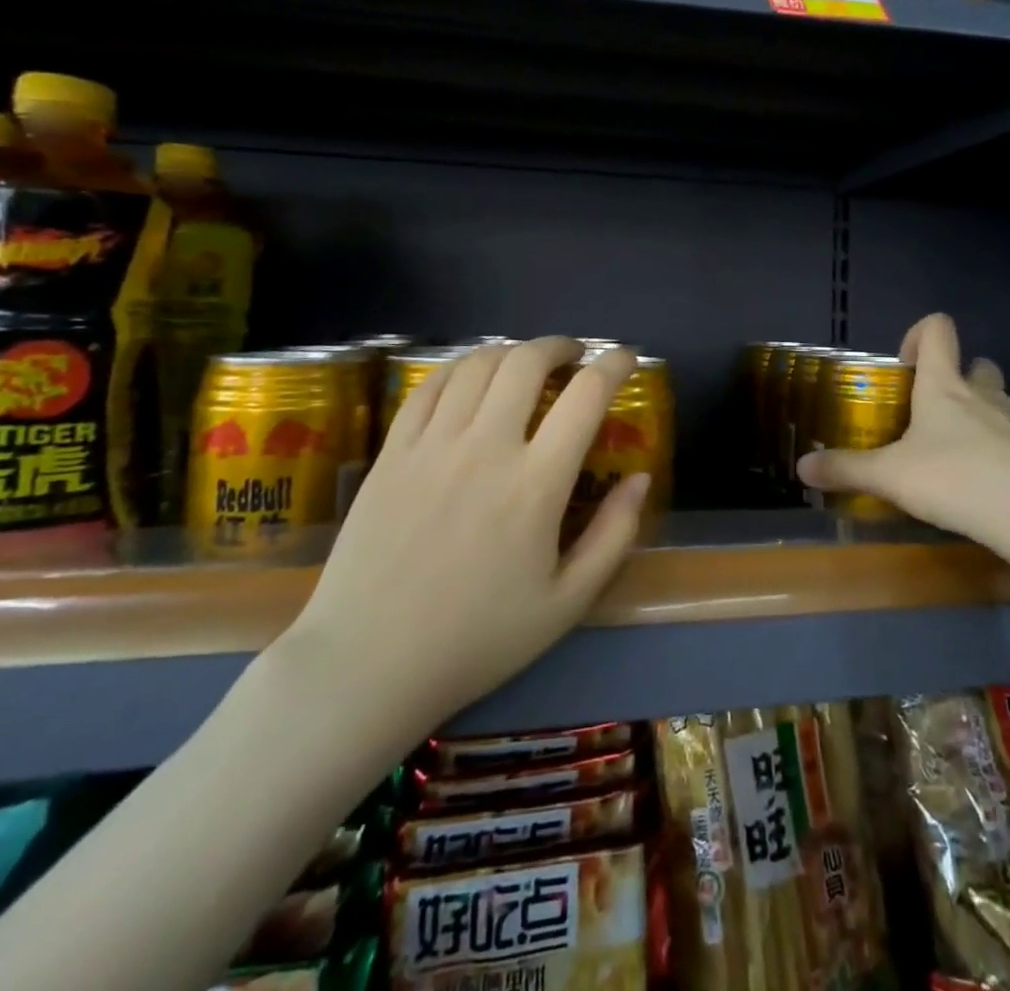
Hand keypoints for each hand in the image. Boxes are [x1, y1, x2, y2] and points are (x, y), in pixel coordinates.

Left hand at [278, 338, 648, 755]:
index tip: (626, 359)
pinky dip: (460, 367)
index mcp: (536, 483)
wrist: (368, 663)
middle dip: (560, 346)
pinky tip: (471, 376)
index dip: (614, 364)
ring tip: (526, 362)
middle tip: (574, 356)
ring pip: (478, 365)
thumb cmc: (477, 638)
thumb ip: (614, 535)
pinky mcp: (393, 451)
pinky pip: (429, 385)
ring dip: (512, 351)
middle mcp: (486, 447)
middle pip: (528, 362)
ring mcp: (433, 444)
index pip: (586, 395)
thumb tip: (640, 477)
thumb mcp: (566, 603)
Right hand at [796, 314, 1009, 564]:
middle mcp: (983, 395)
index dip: (918, 334)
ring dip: (975, 414)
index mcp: (944, 386)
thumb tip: (801, 467)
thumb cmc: (956, 478)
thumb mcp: (890, 476)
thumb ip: (846, 469)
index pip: (938, 330)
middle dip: (954, 378)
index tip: (902, 365)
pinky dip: (994, 451)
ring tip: (948, 452)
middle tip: (928, 411)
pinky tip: (977, 484)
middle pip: (975, 364)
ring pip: (996, 402)